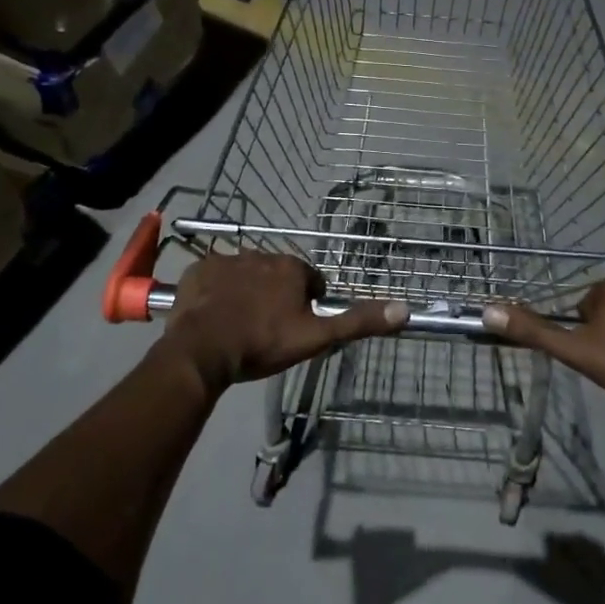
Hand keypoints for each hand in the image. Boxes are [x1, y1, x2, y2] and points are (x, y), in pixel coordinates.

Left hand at [159, 254, 407, 390]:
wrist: (203, 350)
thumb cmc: (263, 343)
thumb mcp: (315, 337)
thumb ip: (357, 322)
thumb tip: (404, 310)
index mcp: (292, 269)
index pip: (310, 282)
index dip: (307, 306)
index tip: (295, 329)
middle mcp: (263, 254)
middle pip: (278, 276)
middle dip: (276, 297)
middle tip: (267, 330)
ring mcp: (228, 259)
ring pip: (247, 275)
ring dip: (247, 293)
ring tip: (240, 325)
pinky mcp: (200, 269)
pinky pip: (215, 277)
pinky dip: (217, 292)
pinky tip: (215, 316)